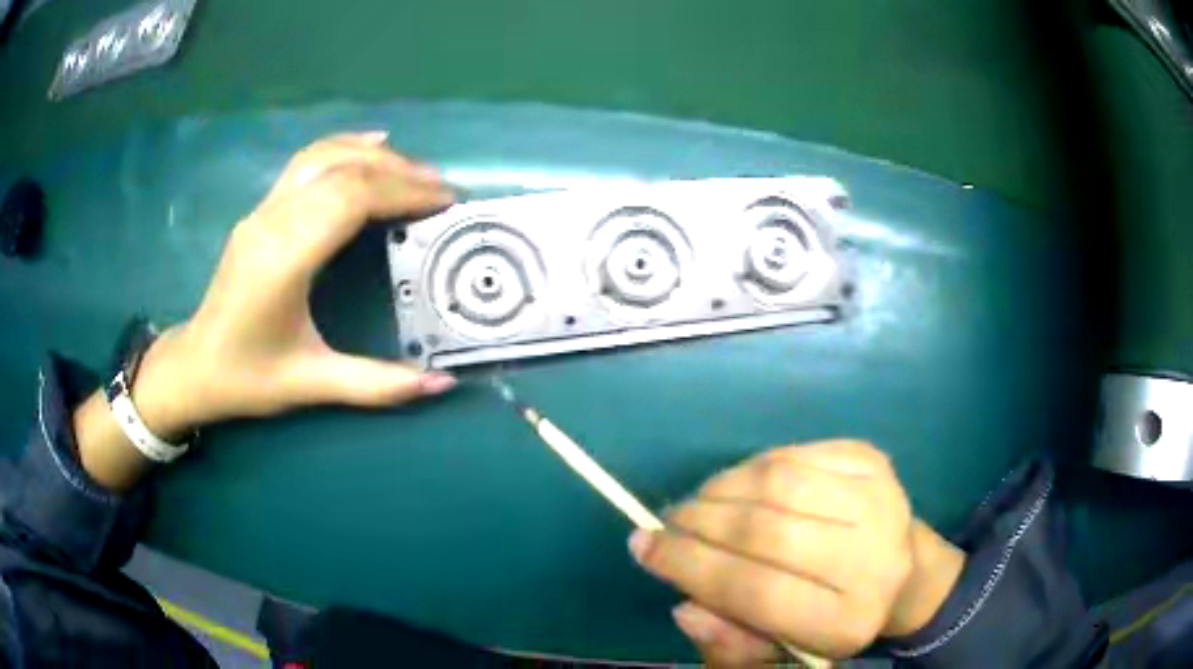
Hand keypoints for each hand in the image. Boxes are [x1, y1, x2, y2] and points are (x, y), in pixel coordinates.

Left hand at [134, 132, 457, 436]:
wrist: (195, 365)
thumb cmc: (248, 378)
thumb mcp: (311, 385)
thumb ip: (377, 385)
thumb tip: (442, 383)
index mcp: (283, 260)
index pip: (350, 200)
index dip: (402, 193)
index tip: (446, 202)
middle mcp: (271, 221)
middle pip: (343, 171)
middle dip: (400, 172)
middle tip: (444, 190)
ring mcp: (262, 210)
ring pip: (324, 157)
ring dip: (376, 156)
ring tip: (417, 171)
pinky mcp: (261, 210)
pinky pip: (307, 162)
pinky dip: (344, 147)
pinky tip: (371, 145)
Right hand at [628, 440, 963, 663]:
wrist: (902, 572)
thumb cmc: (831, 619)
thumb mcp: (778, 650)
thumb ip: (729, 642)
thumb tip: (684, 605)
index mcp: (846, 621)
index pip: (754, 591)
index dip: (689, 565)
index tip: (643, 546)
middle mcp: (872, 558)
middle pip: (765, 531)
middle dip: (698, 522)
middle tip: (666, 522)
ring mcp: (879, 499)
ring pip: (776, 482)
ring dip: (720, 488)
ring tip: (698, 503)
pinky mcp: (873, 460)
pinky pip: (793, 454)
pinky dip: (752, 467)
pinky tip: (740, 485)